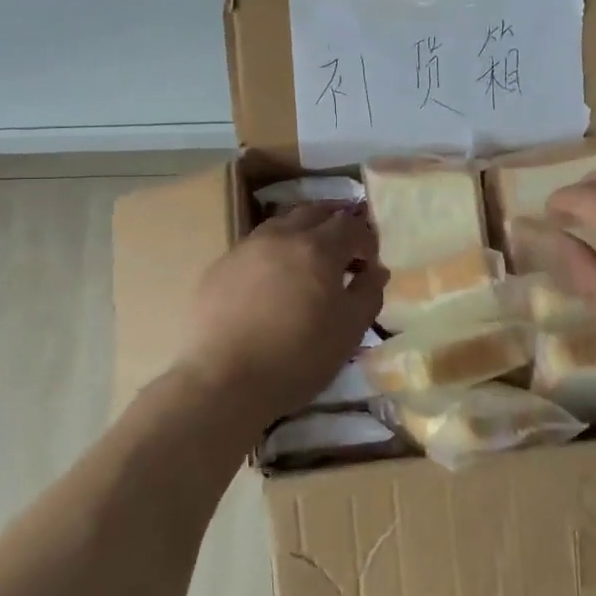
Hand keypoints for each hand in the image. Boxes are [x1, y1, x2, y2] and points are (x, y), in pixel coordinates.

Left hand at [179, 204, 386, 427]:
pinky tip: (271, 282)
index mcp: (317, 248)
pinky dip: (272, 254)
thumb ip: (368, 294)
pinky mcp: (220, 266)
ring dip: (300, 234)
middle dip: (333, 226)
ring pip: (280, 225)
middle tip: (342, 252)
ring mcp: (246, 248)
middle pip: (313, 213)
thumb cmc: (298, 358)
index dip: (366, 240)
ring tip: (307, 263)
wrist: (225, 381)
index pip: (350, 226)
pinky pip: (254, 247)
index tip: (369, 264)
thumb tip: (376, 271)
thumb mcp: (349, 331)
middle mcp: (281, 236)